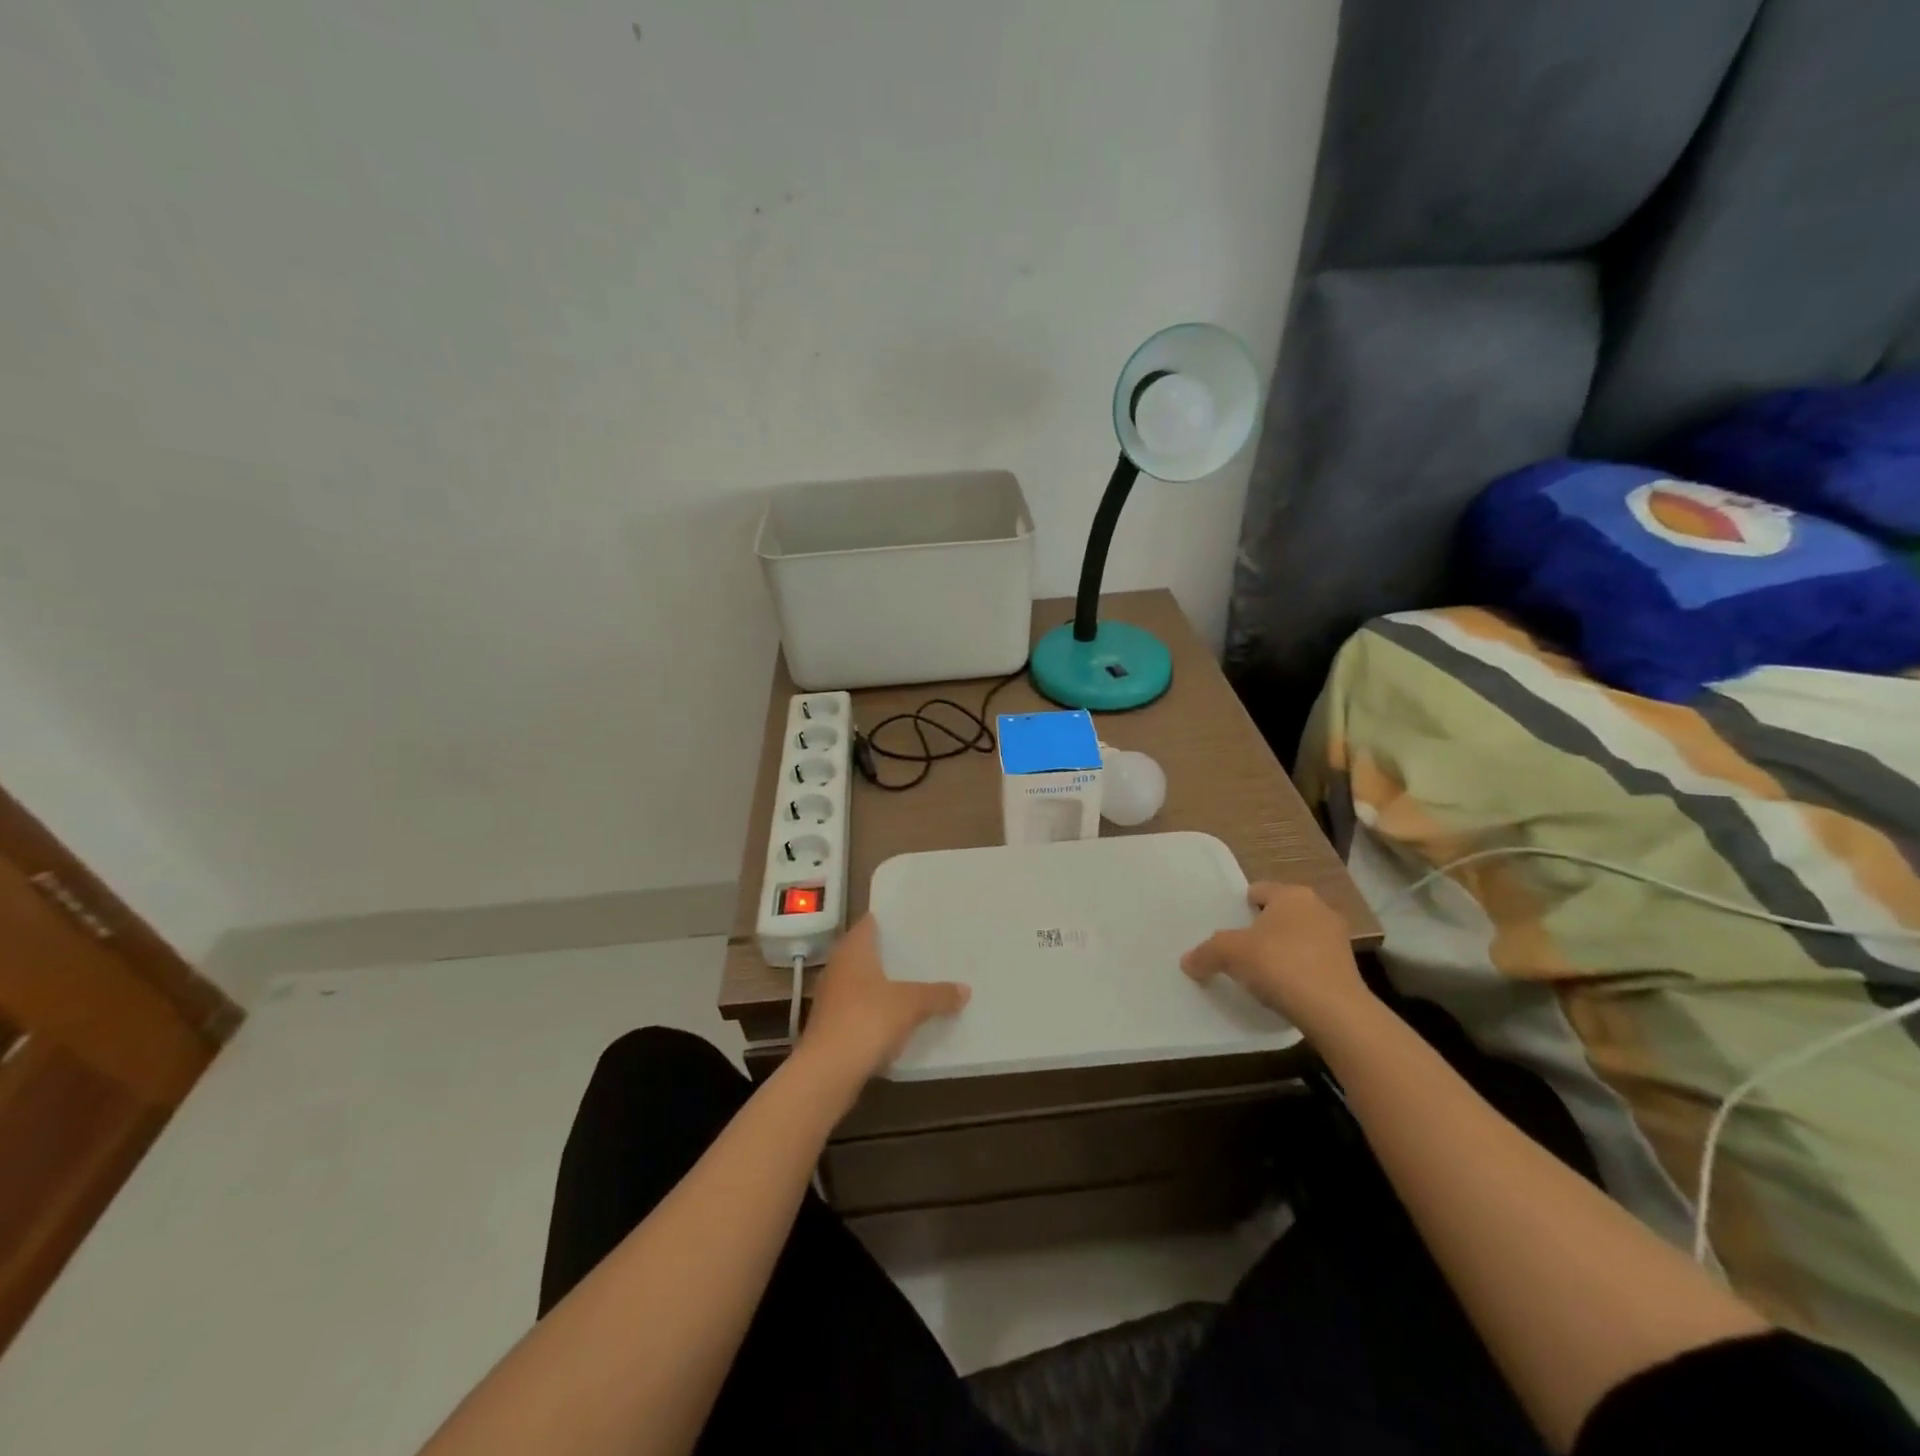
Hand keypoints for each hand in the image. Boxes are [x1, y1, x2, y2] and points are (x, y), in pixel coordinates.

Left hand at [800, 916, 969, 1081]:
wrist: (826, 1072)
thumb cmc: (867, 1020)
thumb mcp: (911, 1005)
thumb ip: (938, 995)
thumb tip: (965, 989)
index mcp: (853, 951)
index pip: (869, 923)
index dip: (889, 920)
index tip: (913, 921)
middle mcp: (838, 968)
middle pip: (866, 953)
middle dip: (891, 953)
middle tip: (922, 951)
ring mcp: (831, 998)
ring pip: (862, 982)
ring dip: (884, 984)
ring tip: (916, 983)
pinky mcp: (831, 1026)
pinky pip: (860, 1009)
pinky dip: (877, 1010)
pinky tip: (899, 1018)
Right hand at [1181, 883, 1372, 1038]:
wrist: (1334, 1011)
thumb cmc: (1279, 965)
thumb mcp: (1230, 955)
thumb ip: (1206, 953)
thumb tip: (1187, 961)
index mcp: (1291, 895)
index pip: (1258, 890)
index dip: (1239, 908)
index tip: (1228, 929)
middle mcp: (1318, 908)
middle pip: (1279, 914)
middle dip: (1261, 930)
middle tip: (1240, 951)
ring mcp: (1337, 938)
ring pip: (1298, 938)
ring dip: (1282, 951)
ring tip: (1261, 973)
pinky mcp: (1348, 968)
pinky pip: (1312, 961)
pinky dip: (1298, 971)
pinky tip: (1284, 990)